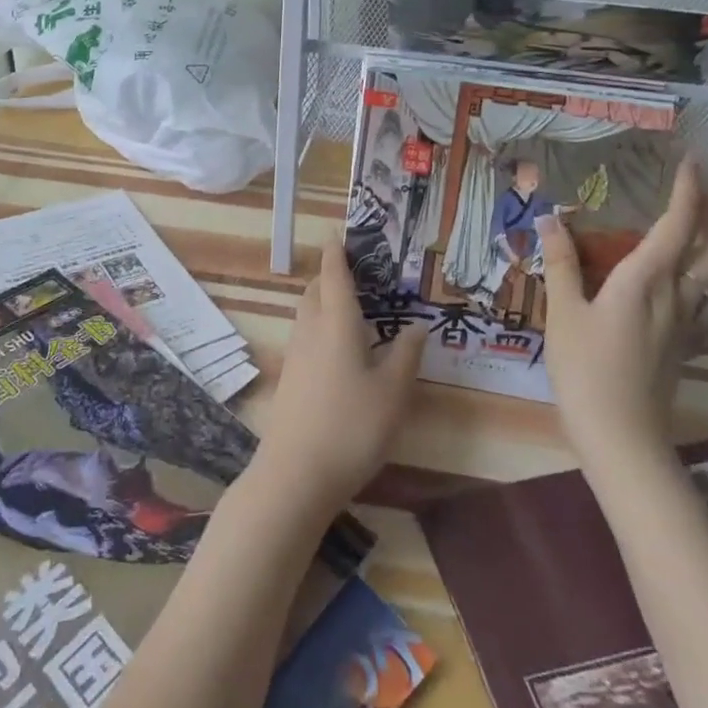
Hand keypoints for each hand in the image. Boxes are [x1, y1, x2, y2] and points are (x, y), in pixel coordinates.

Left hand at [251, 238, 425, 521]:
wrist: (295, 474)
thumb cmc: (351, 426)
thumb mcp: (393, 392)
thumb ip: (406, 355)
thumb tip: (417, 325)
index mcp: (336, 322)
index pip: (334, 275)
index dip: (336, 252)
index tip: (338, 233)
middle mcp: (311, 330)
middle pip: (315, 291)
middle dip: (330, 276)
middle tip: (355, 273)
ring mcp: (295, 354)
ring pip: (307, 313)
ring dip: (324, 301)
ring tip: (351, 308)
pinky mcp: (290, 378)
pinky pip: (305, 336)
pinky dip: (320, 326)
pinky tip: (339, 349)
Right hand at [537, 159, 707, 456]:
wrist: (620, 435)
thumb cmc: (584, 369)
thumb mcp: (562, 311)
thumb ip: (560, 262)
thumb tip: (550, 217)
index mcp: (646, 279)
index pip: (678, 224)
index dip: (689, 190)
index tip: (692, 161)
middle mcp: (679, 296)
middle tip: (705, 191)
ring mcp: (690, 325)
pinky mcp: (690, 348)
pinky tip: (704, 284)